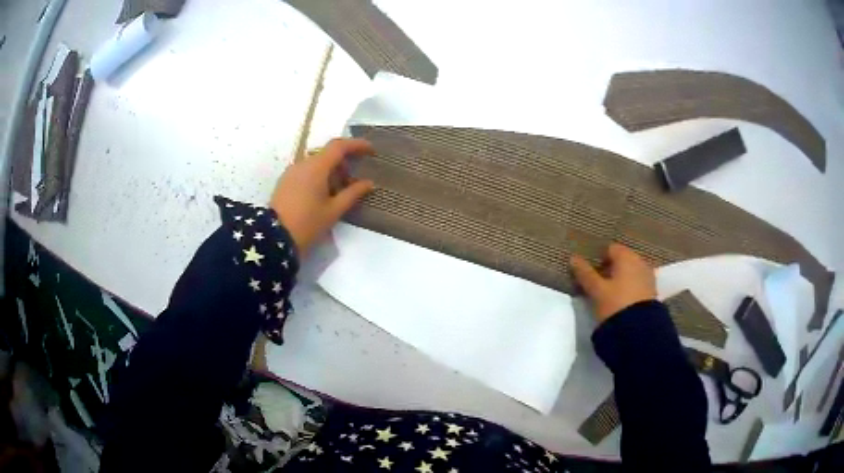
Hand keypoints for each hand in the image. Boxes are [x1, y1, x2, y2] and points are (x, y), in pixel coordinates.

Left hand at [271, 138, 374, 254]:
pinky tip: (323, 194)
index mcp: (316, 167)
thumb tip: (369, 183)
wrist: (274, 238)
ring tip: (340, 190)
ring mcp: (292, 171)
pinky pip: (306, 170)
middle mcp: (303, 163)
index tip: (371, 150)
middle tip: (355, 179)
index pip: (339, 146)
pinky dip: (319, 175)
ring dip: (331, 170)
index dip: (357, 145)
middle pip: (328, 153)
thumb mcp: (334, 210)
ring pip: (316, 162)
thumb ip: (353, 194)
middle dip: (344, 162)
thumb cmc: (308, 223)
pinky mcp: (285, 181)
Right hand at [570, 243, 656, 322]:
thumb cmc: (615, 304)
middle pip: (623, 259)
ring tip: (611, 295)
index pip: (610, 249)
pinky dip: (630, 288)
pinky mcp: (653, 291)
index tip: (591, 274)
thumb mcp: (596, 290)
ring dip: (622, 279)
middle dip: (611, 269)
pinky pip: (638, 283)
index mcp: (626, 256)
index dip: (599, 259)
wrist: (639, 331)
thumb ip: (585, 274)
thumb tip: (573, 258)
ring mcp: (649, 276)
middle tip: (599, 285)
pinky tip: (623, 301)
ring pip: (631, 272)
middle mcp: (640, 261)